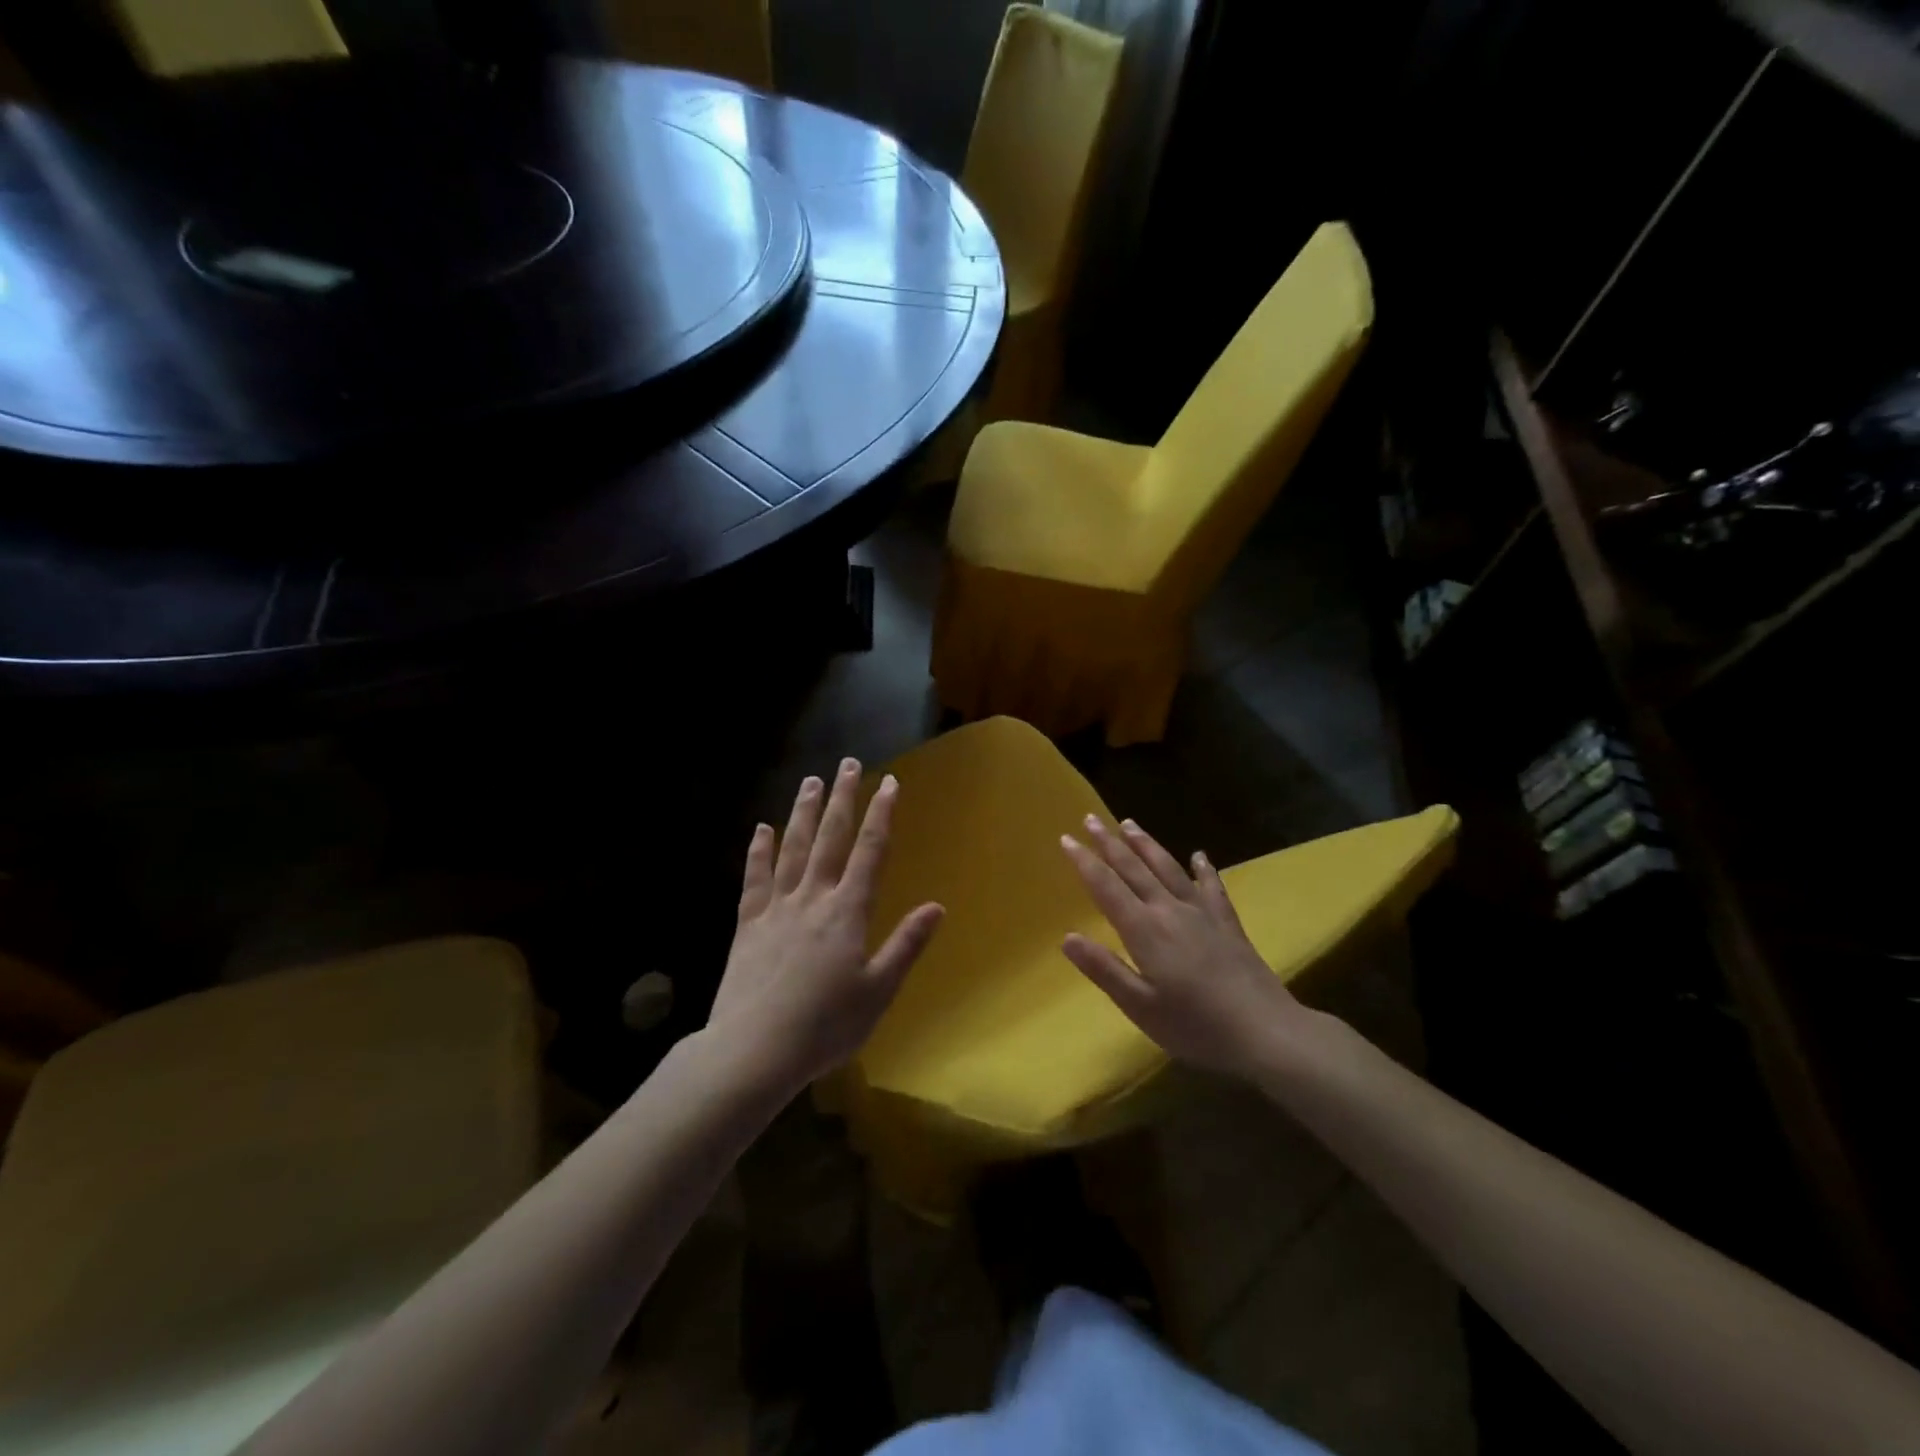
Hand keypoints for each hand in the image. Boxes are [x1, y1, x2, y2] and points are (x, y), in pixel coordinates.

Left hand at [709, 758, 943, 1094]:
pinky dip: (759, 851)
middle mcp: (813, 897)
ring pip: (792, 848)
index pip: (870, 851)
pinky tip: (761, 829)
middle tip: (847, 764)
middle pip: (830, 838)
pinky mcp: (747, 924)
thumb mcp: (878, 991)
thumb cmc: (825, 1026)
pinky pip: (754, 878)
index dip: (882, 814)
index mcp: (847, 911)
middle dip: (842, 799)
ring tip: (810, 781)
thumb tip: (937, 906)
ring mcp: (776, 907)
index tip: (889, 783)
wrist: (753, 1050)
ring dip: (803, 812)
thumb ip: (906, 945)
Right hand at [1059, 817, 1315, 1081]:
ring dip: (1146, 845)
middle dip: (1110, 843)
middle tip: (1090, 818)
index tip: (1066, 839)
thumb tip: (1067, 937)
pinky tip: (1200, 856)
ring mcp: (1202, 914)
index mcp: (1144, 930)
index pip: (1106, 887)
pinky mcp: (1228, 924)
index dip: (1085, 862)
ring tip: (1129, 824)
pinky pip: (1212, 887)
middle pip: (1134, 869)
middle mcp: (1169, 911)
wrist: (1265, 1031)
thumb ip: (1104, 969)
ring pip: (1168, 869)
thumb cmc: (1195, 1025)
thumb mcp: (1140, 1006)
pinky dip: (1204, 869)